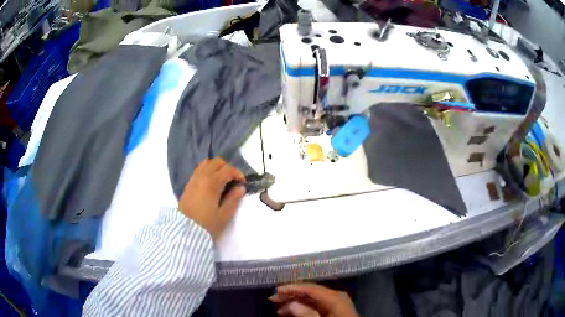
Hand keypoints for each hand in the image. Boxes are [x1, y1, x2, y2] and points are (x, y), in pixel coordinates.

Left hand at [178, 158, 244, 241]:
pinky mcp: (189, 183)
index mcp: (212, 183)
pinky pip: (200, 169)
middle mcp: (202, 176)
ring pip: (207, 163)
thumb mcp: (224, 215)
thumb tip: (240, 188)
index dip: (238, 174)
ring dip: (216, 167)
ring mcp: (194, 178)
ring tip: (222, 180)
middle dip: (227, 168)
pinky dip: (208, 170)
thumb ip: (233, 199)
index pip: (228, 169)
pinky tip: (211, 183)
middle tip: (232, 181)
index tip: (242, 183)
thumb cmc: (207, 224)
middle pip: (217, 162)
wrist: (185, 231)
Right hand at [269, 283, 357, 316]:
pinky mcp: (334, 310)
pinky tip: (292, 312)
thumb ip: (307, 314)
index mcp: (335, 297)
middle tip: (273, 299)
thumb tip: (292, 303)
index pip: (310, 288)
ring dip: (294, 303)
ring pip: (311, 299)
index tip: (276, 290)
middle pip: (310, 292)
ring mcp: (336, 303)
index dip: (292, 288)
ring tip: (279, 309)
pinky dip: (303, 308)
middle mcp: (336, 296)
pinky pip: (316, 306)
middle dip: (291, 295)